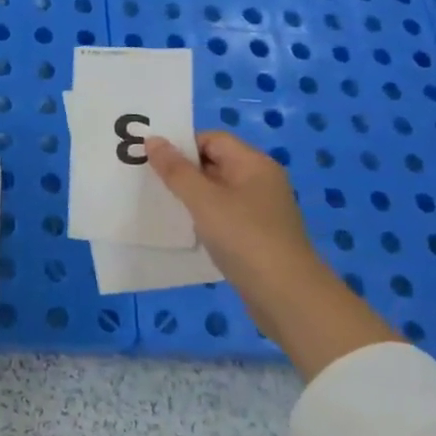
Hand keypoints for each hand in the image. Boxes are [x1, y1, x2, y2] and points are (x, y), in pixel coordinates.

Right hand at [144, 132, 319, 292]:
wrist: (287, 296)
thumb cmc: (244, 238)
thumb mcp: (204, 200)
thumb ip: (176, 170)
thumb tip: (152, 140)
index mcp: (253, 164)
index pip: (212, 139)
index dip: (182, 144)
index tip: (152, 159)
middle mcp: (260, 181)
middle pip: (215, 162)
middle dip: (182, 170)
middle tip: (148, 179)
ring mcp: (260, 210)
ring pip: (217, 191)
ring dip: (191, 195)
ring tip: (161, 204)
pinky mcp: (257, 236)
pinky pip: (224, 215)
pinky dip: (203, 217)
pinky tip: (184, 229)